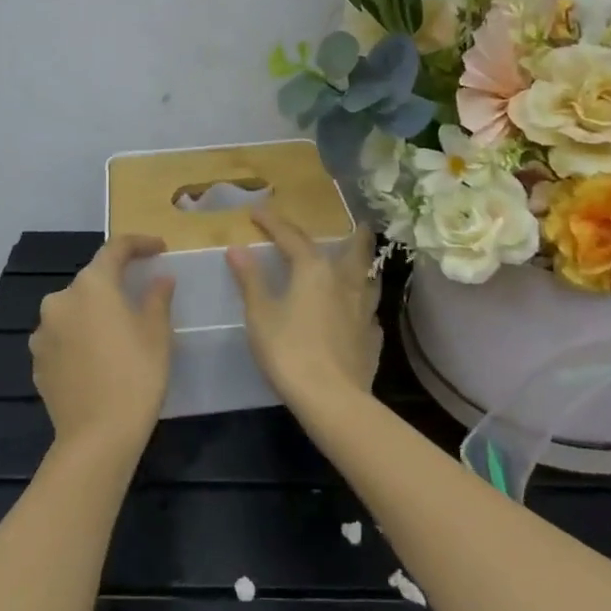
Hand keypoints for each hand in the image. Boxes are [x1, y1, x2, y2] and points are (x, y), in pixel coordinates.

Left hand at [32, 234, 174, 455]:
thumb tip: (160, 280)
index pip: (116, 249)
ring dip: (95, 313)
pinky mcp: (37, 362)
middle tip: (140, 296)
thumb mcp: (157, 333)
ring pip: (74, 310)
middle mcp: (60, 301)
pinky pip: (63, 337)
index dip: (140, 244)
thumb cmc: (136, 375)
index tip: (159, 249)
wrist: (97, 438)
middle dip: (115, 284)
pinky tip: (98, 358)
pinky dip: (80, 338)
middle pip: (92, 281)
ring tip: (118, 332)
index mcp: (92, 285)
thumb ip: (157, 298)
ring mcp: (43, 333)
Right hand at [228, 208, 380, 418]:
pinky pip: (370, 311)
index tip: (258, 212)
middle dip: (355, 233)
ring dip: (365, 266)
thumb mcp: (260, 315)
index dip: (273, 222)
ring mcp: (365, 309)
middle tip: (356, 223)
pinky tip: (358, 313)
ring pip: (370, 277)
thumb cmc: (289, 351)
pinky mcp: (373, 336)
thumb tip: (236, 249)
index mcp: (314, 270)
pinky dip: (363, 305)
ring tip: (360, 264)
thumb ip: (251, 280)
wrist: (332, 399)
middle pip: (357, 248)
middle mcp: (345, 281)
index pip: (292, 236)